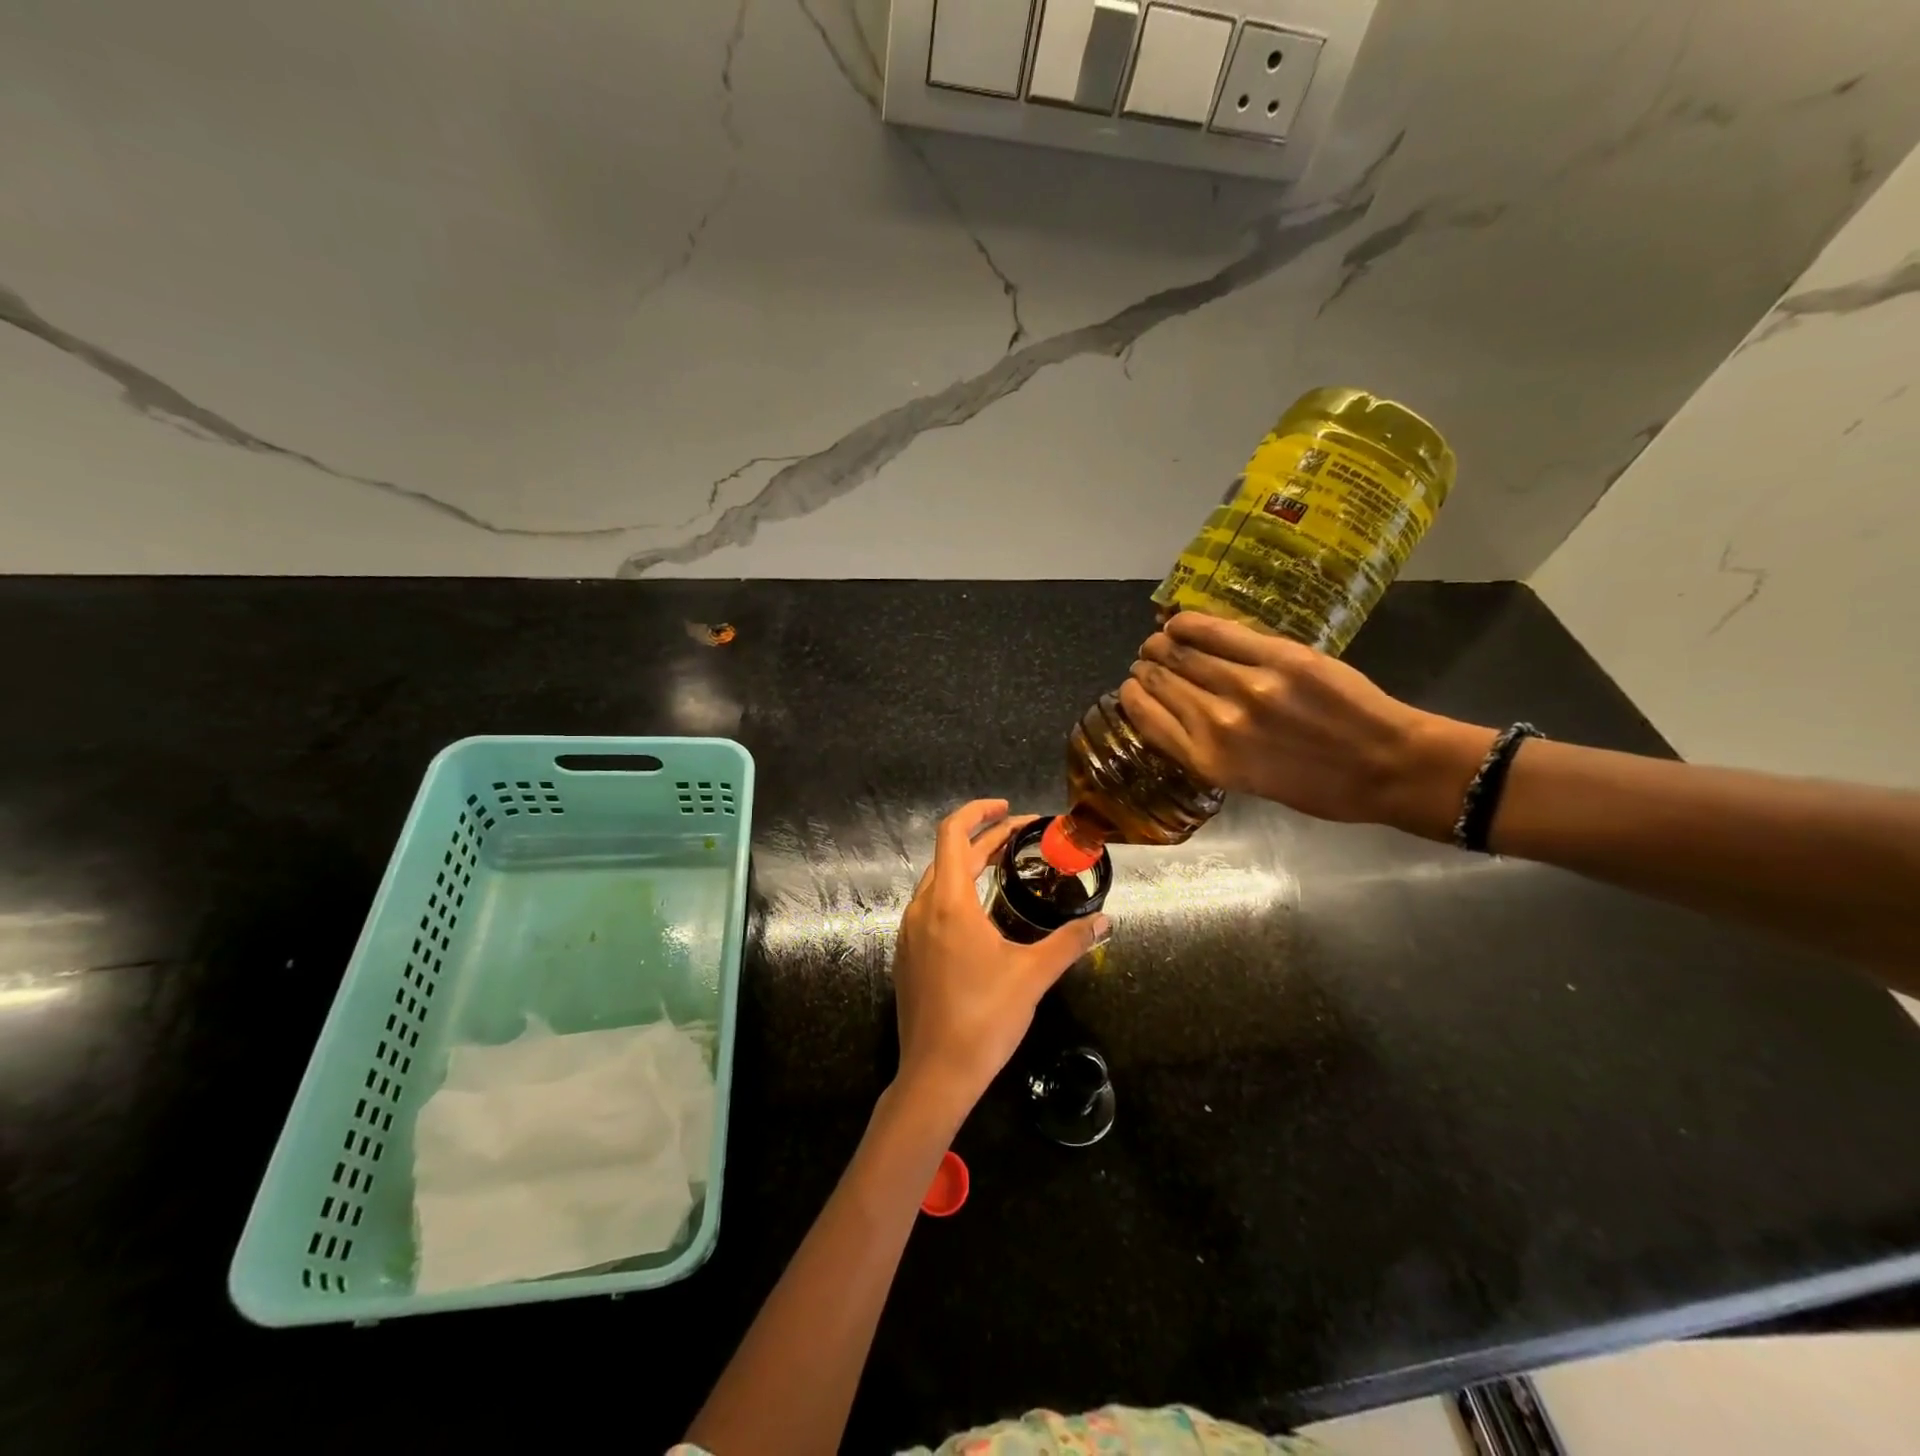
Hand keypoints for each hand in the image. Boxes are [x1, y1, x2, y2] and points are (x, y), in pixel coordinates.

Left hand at [892, 800, 1109, 1120]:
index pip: (954, 833)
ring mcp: (908, 932)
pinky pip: (929, 907)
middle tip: (1021, 838)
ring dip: (967, 865)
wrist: (935, 1074)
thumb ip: (1070, 942)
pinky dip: (954, 892)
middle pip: (949, 855)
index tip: (1010, 810)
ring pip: (937, 880)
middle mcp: (922, 909)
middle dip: (984, 838)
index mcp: (948, 903)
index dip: (979, 812)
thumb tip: (1104, 922)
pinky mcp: (906, 954)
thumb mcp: (1033, 975)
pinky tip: (980, 913)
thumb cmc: (984, 1019)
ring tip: (1003, 868)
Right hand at [1120, 613, 1494, 839]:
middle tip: (1147, 660)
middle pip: (1160, 680)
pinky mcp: (1278, 657)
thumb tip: (1173, 713)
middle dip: (1146, 668)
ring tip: (1161, 640)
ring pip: (1182, 653)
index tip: (1132, 688)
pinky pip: (1217, 632)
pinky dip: (1189, 624)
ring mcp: (1247, 686)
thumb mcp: (1247, 783)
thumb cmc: (1317, 787)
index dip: (1132, 696)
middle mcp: (1217, 722)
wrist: (1386, 767)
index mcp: (1208, 760)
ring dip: (1162, 644)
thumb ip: (1205, 749)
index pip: (1146, 716)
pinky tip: (1178, 622)